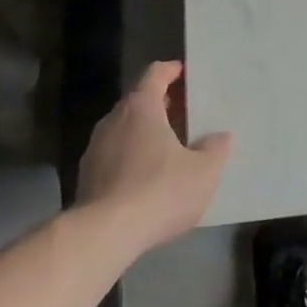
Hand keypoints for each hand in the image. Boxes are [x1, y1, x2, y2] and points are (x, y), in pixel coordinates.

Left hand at [77, 62, 230, 253]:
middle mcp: (114, 119)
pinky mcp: (85, 178)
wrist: (104, 236)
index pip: (155, 73)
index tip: (186, 75)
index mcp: (141, 107)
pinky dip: (130, 157)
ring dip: (144, 133)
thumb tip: (221, 137)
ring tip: (167, 148)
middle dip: (161, 104)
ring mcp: (95, 149)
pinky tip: (146, 179)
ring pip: (124, 129)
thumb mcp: (203, 171)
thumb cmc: (159, 190)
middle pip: (138, 100)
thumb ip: (215, 149)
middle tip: (185, 114)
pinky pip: (113, 156)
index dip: (172, 71)